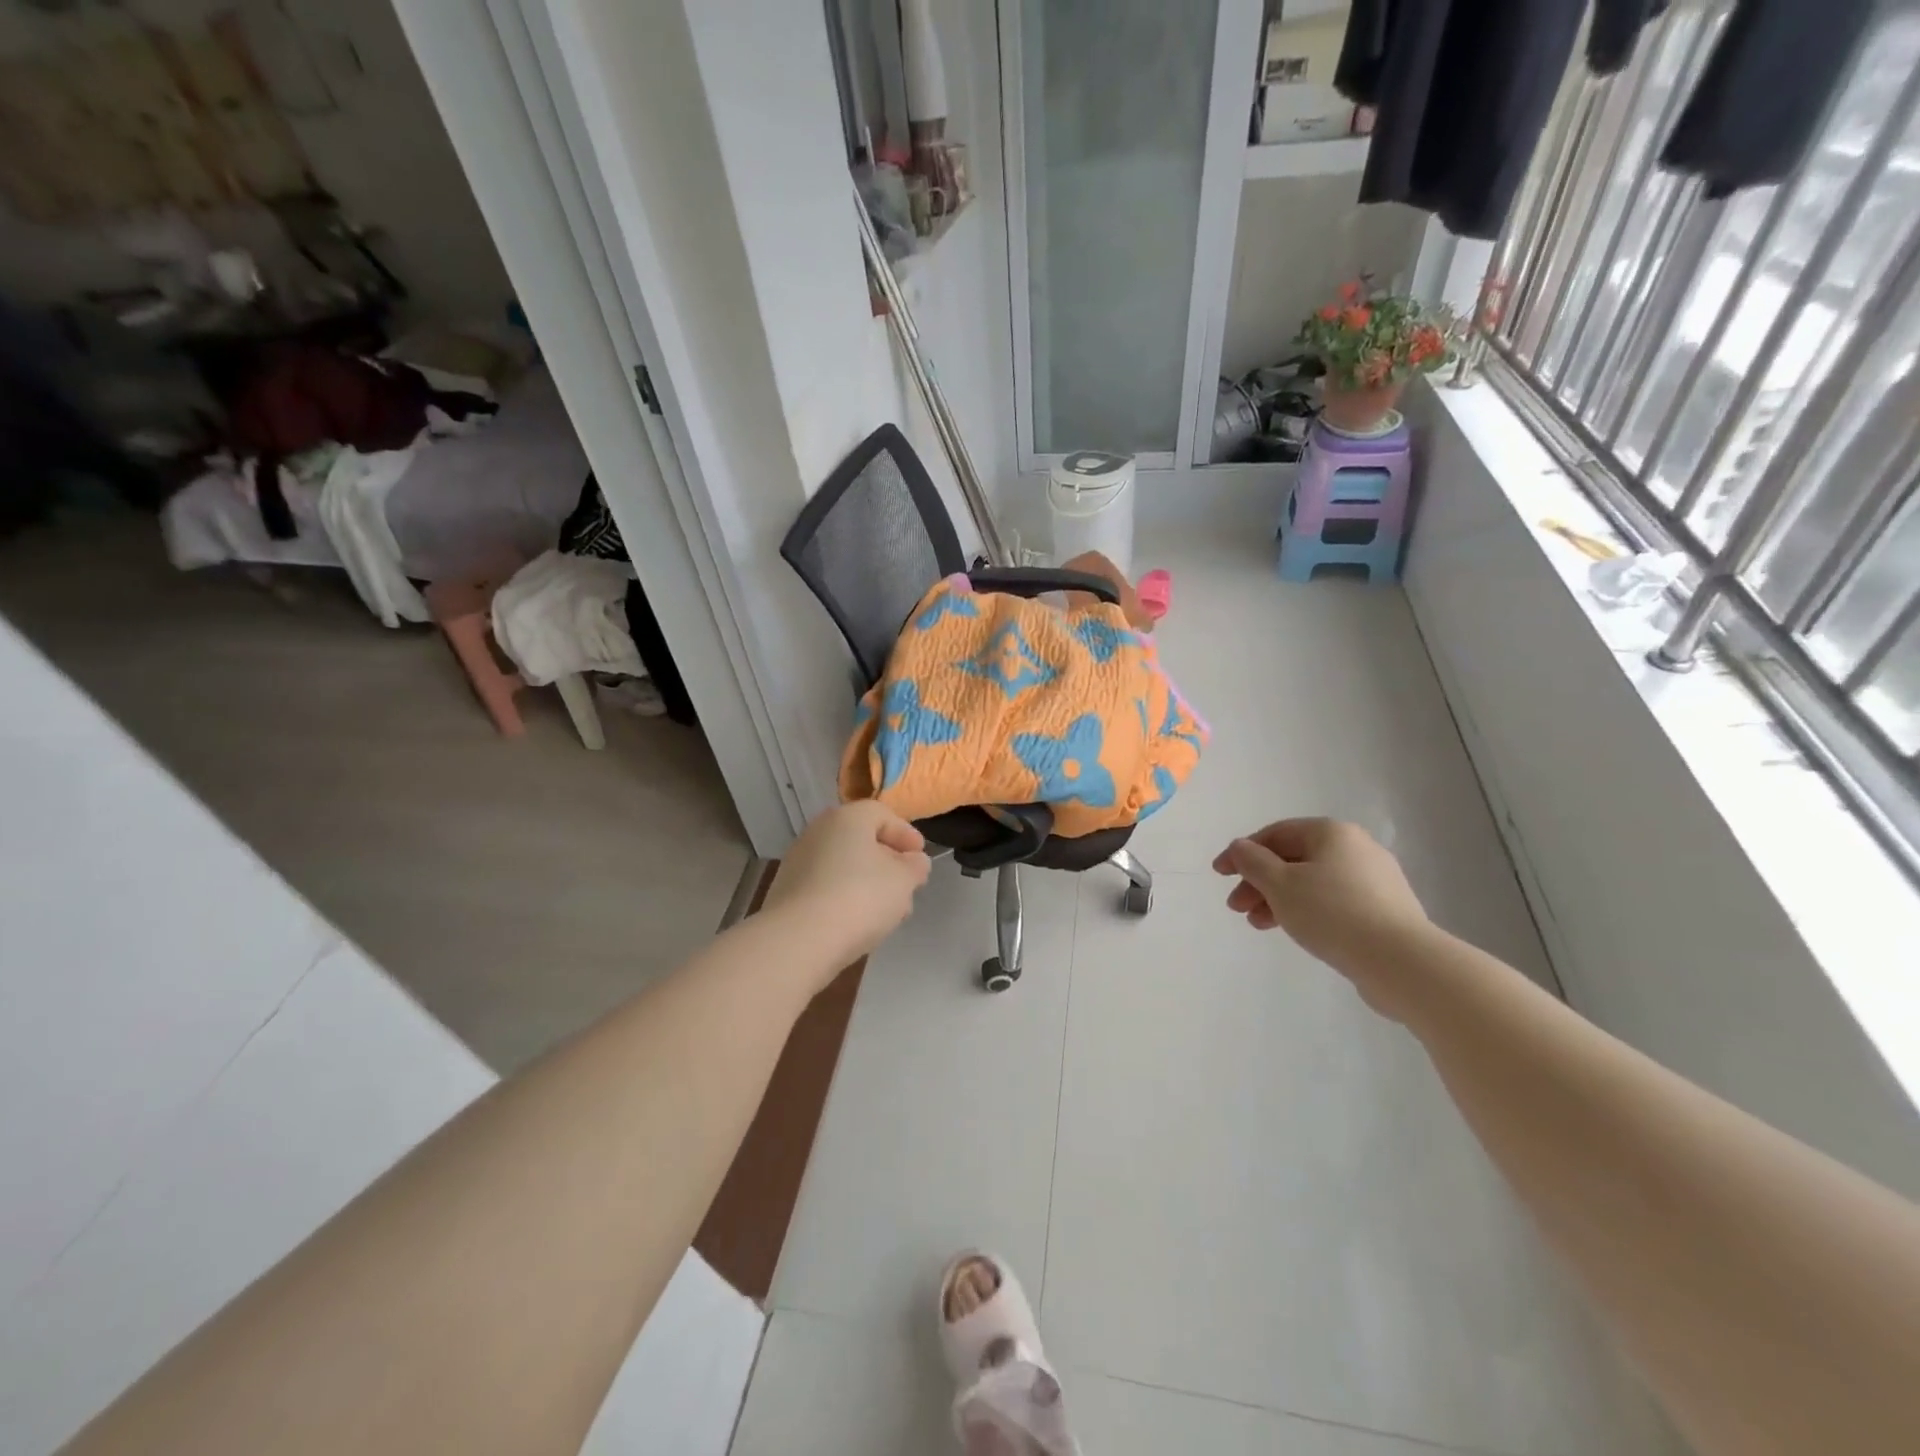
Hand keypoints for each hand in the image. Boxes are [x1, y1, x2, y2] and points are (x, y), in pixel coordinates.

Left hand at [762, 801, 931, 973]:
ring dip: (869, 883)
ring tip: (888, 912)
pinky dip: (846, 898)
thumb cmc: (860, 897)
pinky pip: (827, 887)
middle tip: (907, 886)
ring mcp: (799, 862)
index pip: (881, 814)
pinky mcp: (788, 893)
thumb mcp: (904, 880)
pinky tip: (859, 923)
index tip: (920, 858)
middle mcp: (819, 832)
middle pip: (861, 840)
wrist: (798, 940)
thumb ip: (915, 866)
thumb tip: (914, 861)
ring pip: (844, 866)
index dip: (905, 834)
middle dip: (888, 862)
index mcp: (847, 818)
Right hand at [1213, 819, 1429, 1008]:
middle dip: (1259, 881)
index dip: (1242, 852)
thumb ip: (1253, 862)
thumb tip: (1241, 847)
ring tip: (1258, 924)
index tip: (1219, 874)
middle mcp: (1356, 848)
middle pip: (1293, 858)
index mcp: (1331, 833)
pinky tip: (1295, 930)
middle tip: (1236, 907)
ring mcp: (1374, 879)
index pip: (1275, 833)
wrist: (1401, 962)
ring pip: (1312, 882)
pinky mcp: (1384, 910)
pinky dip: (1307, 911)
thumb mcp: (1280, 884)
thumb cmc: (1332, 913)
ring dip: (1279, 899)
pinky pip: (1333, 901)